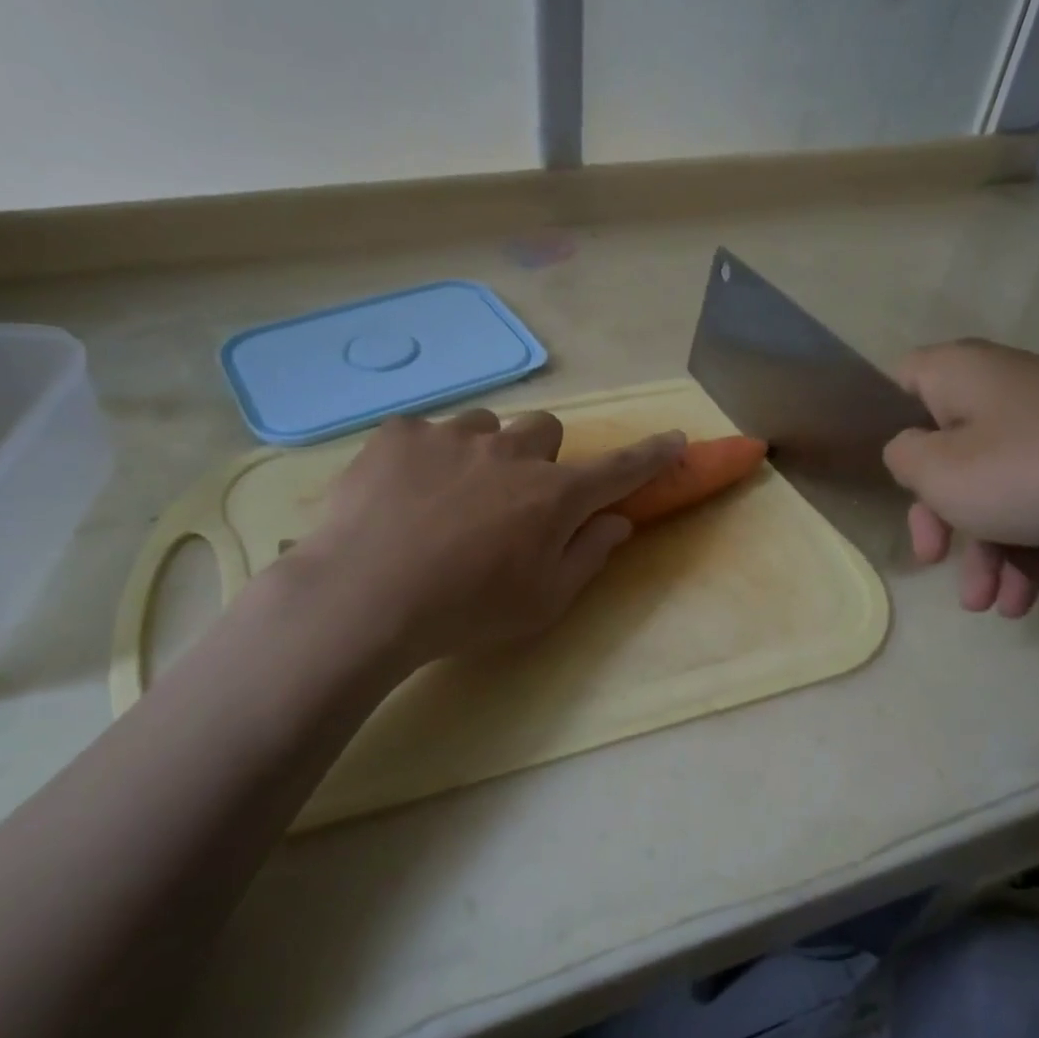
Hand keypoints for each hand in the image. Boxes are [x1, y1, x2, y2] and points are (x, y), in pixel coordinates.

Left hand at [286, 408, 684, 667]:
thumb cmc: (465, 610)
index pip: (619, 468)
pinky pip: (426, 432)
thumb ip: (588, 555)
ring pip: (485, 427)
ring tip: (446, 499)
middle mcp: (511, 451)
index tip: (675, 439)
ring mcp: (452, 435)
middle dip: (539, 457)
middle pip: (545, 430)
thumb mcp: (542, 601)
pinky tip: (399, 497)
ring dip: (481, 453)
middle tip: (512, 497)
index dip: (652, 455)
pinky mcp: (400, 433)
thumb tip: (616, 522)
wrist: (363, 598)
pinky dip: (424, 458)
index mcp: (553, 495)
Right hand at [882, 341, 1038, 617]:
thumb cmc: (1031, 471)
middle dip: (937, 514)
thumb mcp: (939, 472)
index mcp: (960, 373)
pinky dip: (1026, 543)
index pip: (901, 380)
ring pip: (993, 483)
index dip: (884, 424)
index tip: (890, 475)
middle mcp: (1002, 388)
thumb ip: (903, 459)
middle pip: (945, 447)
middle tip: (932, 557)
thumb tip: (912, 452)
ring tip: (987, 605)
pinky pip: (1037, 497)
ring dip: (983, 547)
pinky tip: (1027, 597)